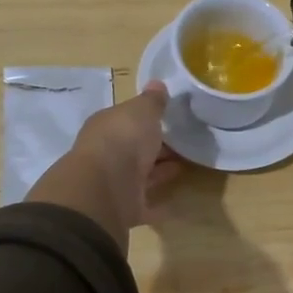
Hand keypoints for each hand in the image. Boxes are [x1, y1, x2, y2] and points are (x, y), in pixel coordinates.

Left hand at [26, 82, 180, 250]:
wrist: (106, 188)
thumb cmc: (123, 139)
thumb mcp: (142, 110)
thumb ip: (152, 100)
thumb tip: (156, 83)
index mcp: (106, 127)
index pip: (127, 120)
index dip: (147, 119)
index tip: (171, 120)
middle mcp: (107, 154)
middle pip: (134, 149)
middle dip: (156, 147)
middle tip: (185, 143)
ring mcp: (114, 184)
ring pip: (140, 175)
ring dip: (159, 172)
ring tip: (186, 166)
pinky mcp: (123, 209)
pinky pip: (145, 205)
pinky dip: (158, 204)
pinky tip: (175, 202)